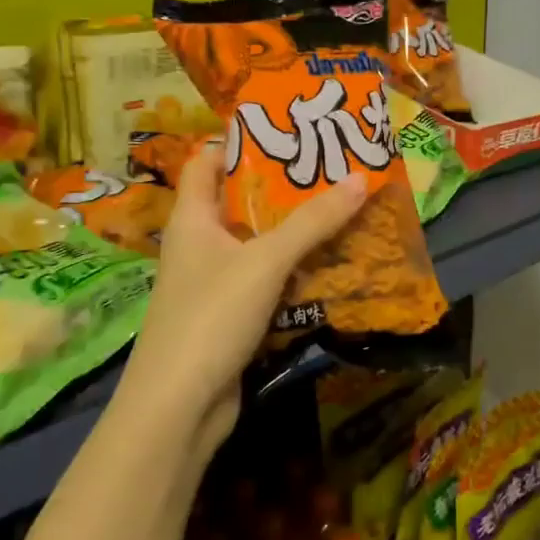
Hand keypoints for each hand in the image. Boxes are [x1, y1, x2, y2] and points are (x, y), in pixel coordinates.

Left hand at [114, 140, 366, 455]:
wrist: (179, 407)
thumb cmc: (211, 316)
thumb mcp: (265, 261)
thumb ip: (312, 221)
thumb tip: (360, 178)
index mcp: (192, 218)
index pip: (207, 161)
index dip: (240, 142)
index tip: (288, 132)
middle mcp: (199, 244)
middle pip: (241, 202)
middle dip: (284, 188)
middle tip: (332, 170)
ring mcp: (214, 284)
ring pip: (259, 245)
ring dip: (296, 232)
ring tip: (343, 210)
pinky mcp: (231, 317)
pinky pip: (267, 282)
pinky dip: (295, 272)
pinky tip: (332, 265)